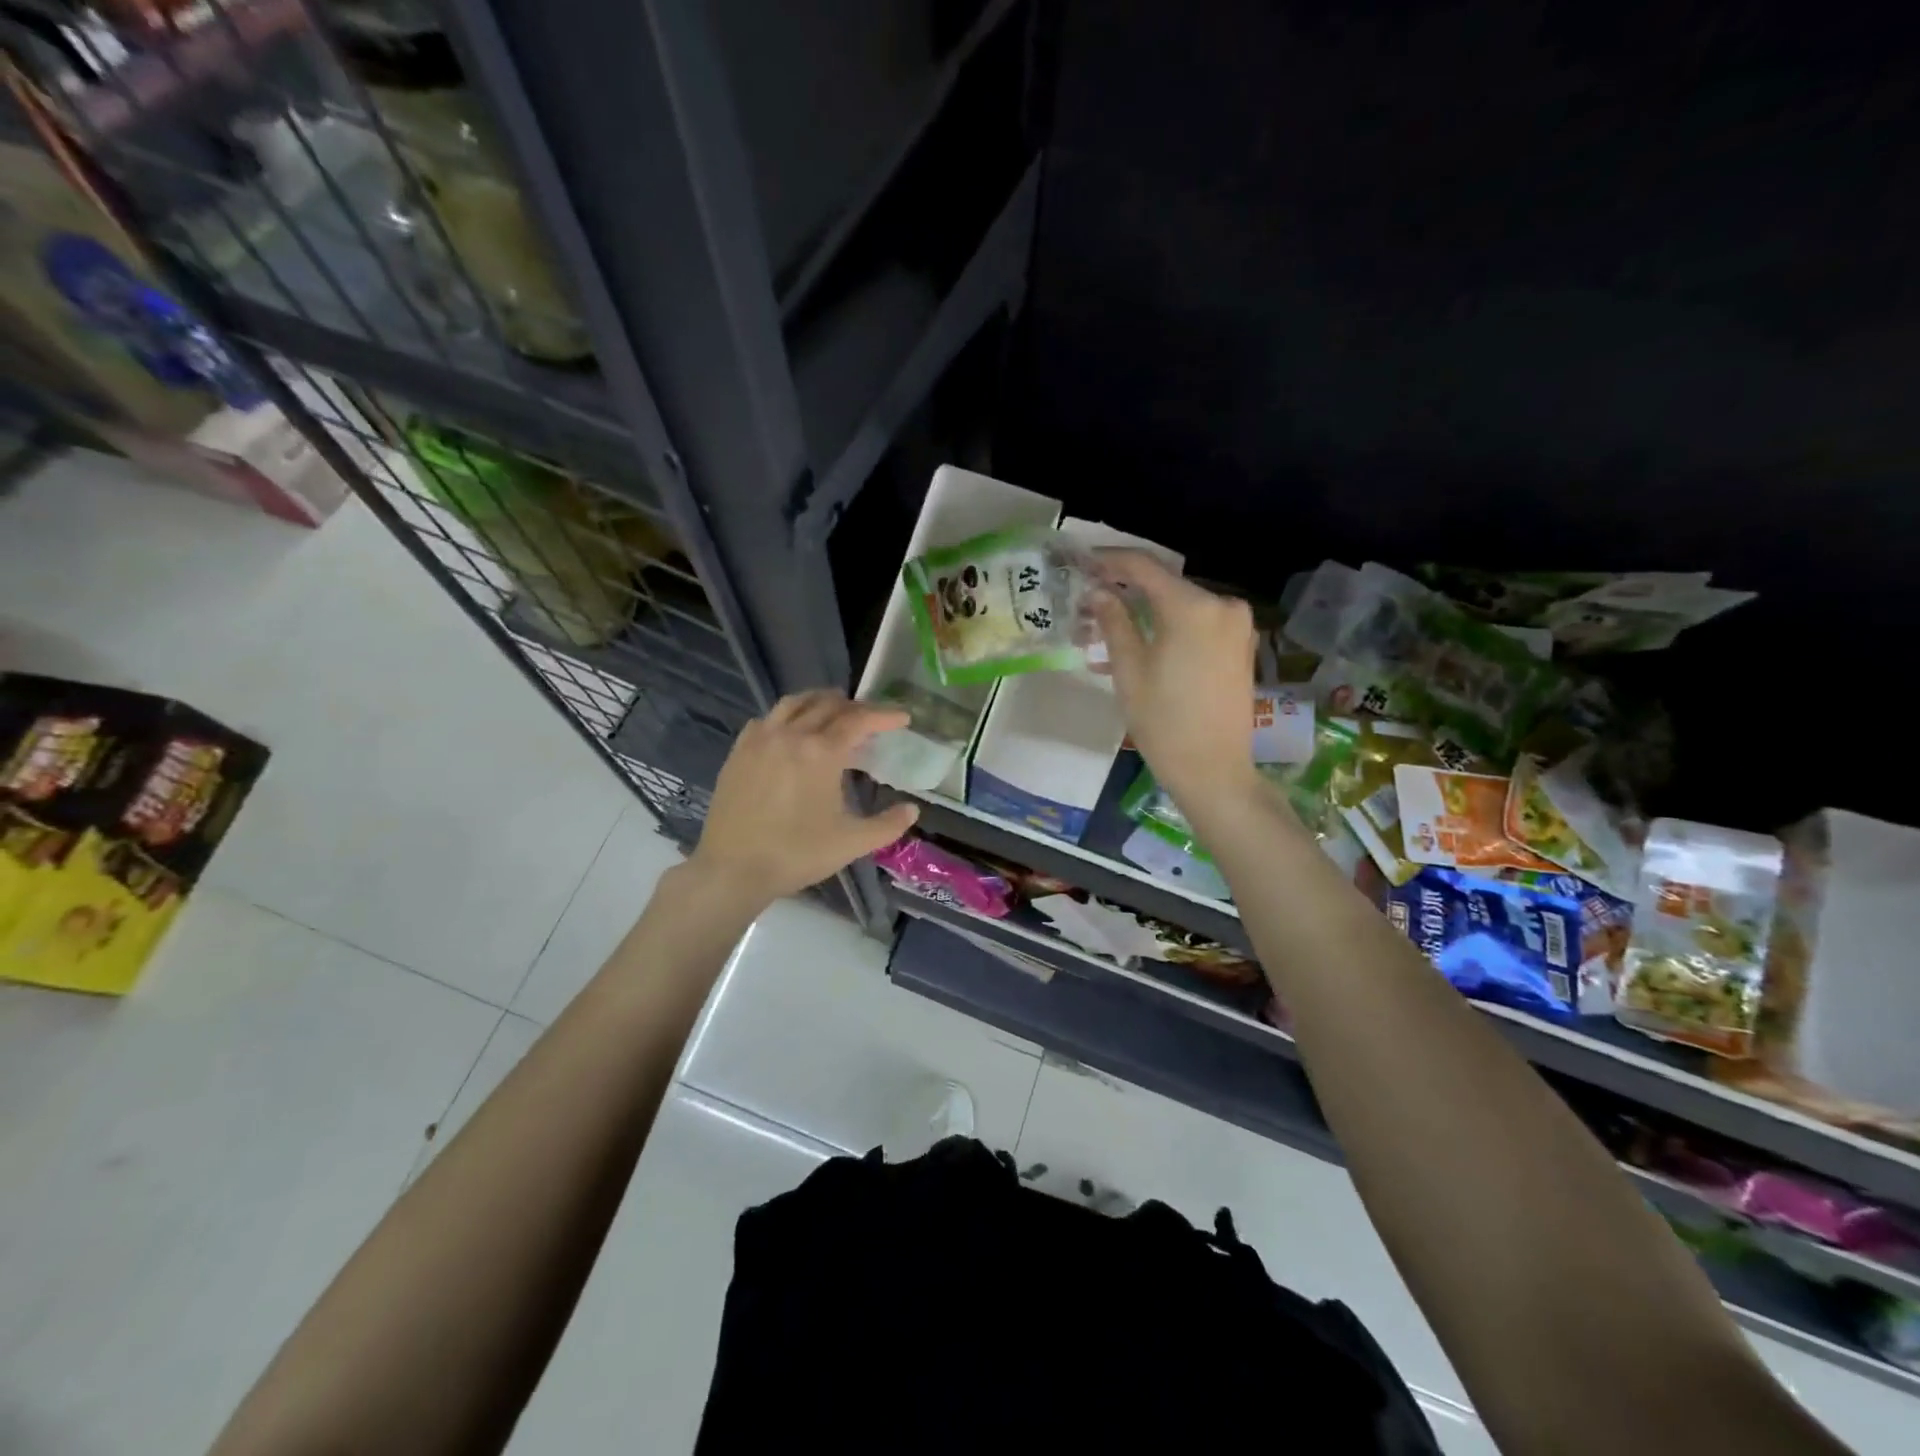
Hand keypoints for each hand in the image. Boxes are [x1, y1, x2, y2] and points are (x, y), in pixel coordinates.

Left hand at [689, 691, 919, 904]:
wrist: (732, 869)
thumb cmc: (796, 854)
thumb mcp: (851, 843)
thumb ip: (887, 825)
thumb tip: (912, 809)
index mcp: (821, 752)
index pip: (859, 720)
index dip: (884, 716)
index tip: (902, 718)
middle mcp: (791, 735)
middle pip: (828, 705)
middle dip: (855, 707)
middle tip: (871, 719)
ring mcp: (760, 740)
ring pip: (794, 704)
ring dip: (819, 702)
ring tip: (834, 711)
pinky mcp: (739, 752)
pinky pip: (767, 719)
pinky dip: (787, 716)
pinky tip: (791, 731)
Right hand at [1089, 551, 1260, 808]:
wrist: (1213, 770)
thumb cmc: (1164, 722)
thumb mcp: (1129, 670)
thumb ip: (1114, 622)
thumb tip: (1098, 592)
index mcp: (1193, 607)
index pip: (1145, 567)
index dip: (1111, 560)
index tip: (1084, 561)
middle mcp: (1222, 605)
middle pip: (1165, 585)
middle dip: (1127, 590)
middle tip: (1091, 602)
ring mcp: (1237, 625)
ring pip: (1181, 605)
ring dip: (1146, 611)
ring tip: (1109, 629)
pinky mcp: (1241, 645)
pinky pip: (1198, 623)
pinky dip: (1169, 626)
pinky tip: (1142, 642)